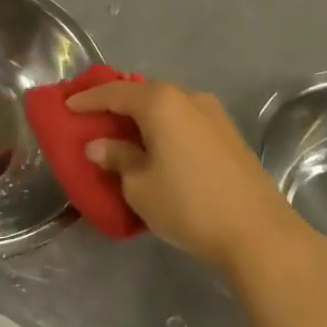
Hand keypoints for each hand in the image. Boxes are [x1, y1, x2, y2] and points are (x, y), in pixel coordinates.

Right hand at [69, 80, 311, 271]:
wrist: (260, 233)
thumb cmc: (189, 205)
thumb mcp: (139, 186)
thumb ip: (117, 158)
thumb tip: (99, 145)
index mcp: (160, 102)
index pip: (113, 93)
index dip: (87, 99)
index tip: (66, 106)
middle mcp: (187, 97)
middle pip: (142, 93)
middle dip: (115, 103)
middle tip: (92, 117)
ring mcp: (213, 114)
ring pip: (166, 106)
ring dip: (142, 116)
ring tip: (122, 133)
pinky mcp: (229, 134)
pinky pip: (184, 120)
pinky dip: (164, 126)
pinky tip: (156, 146)